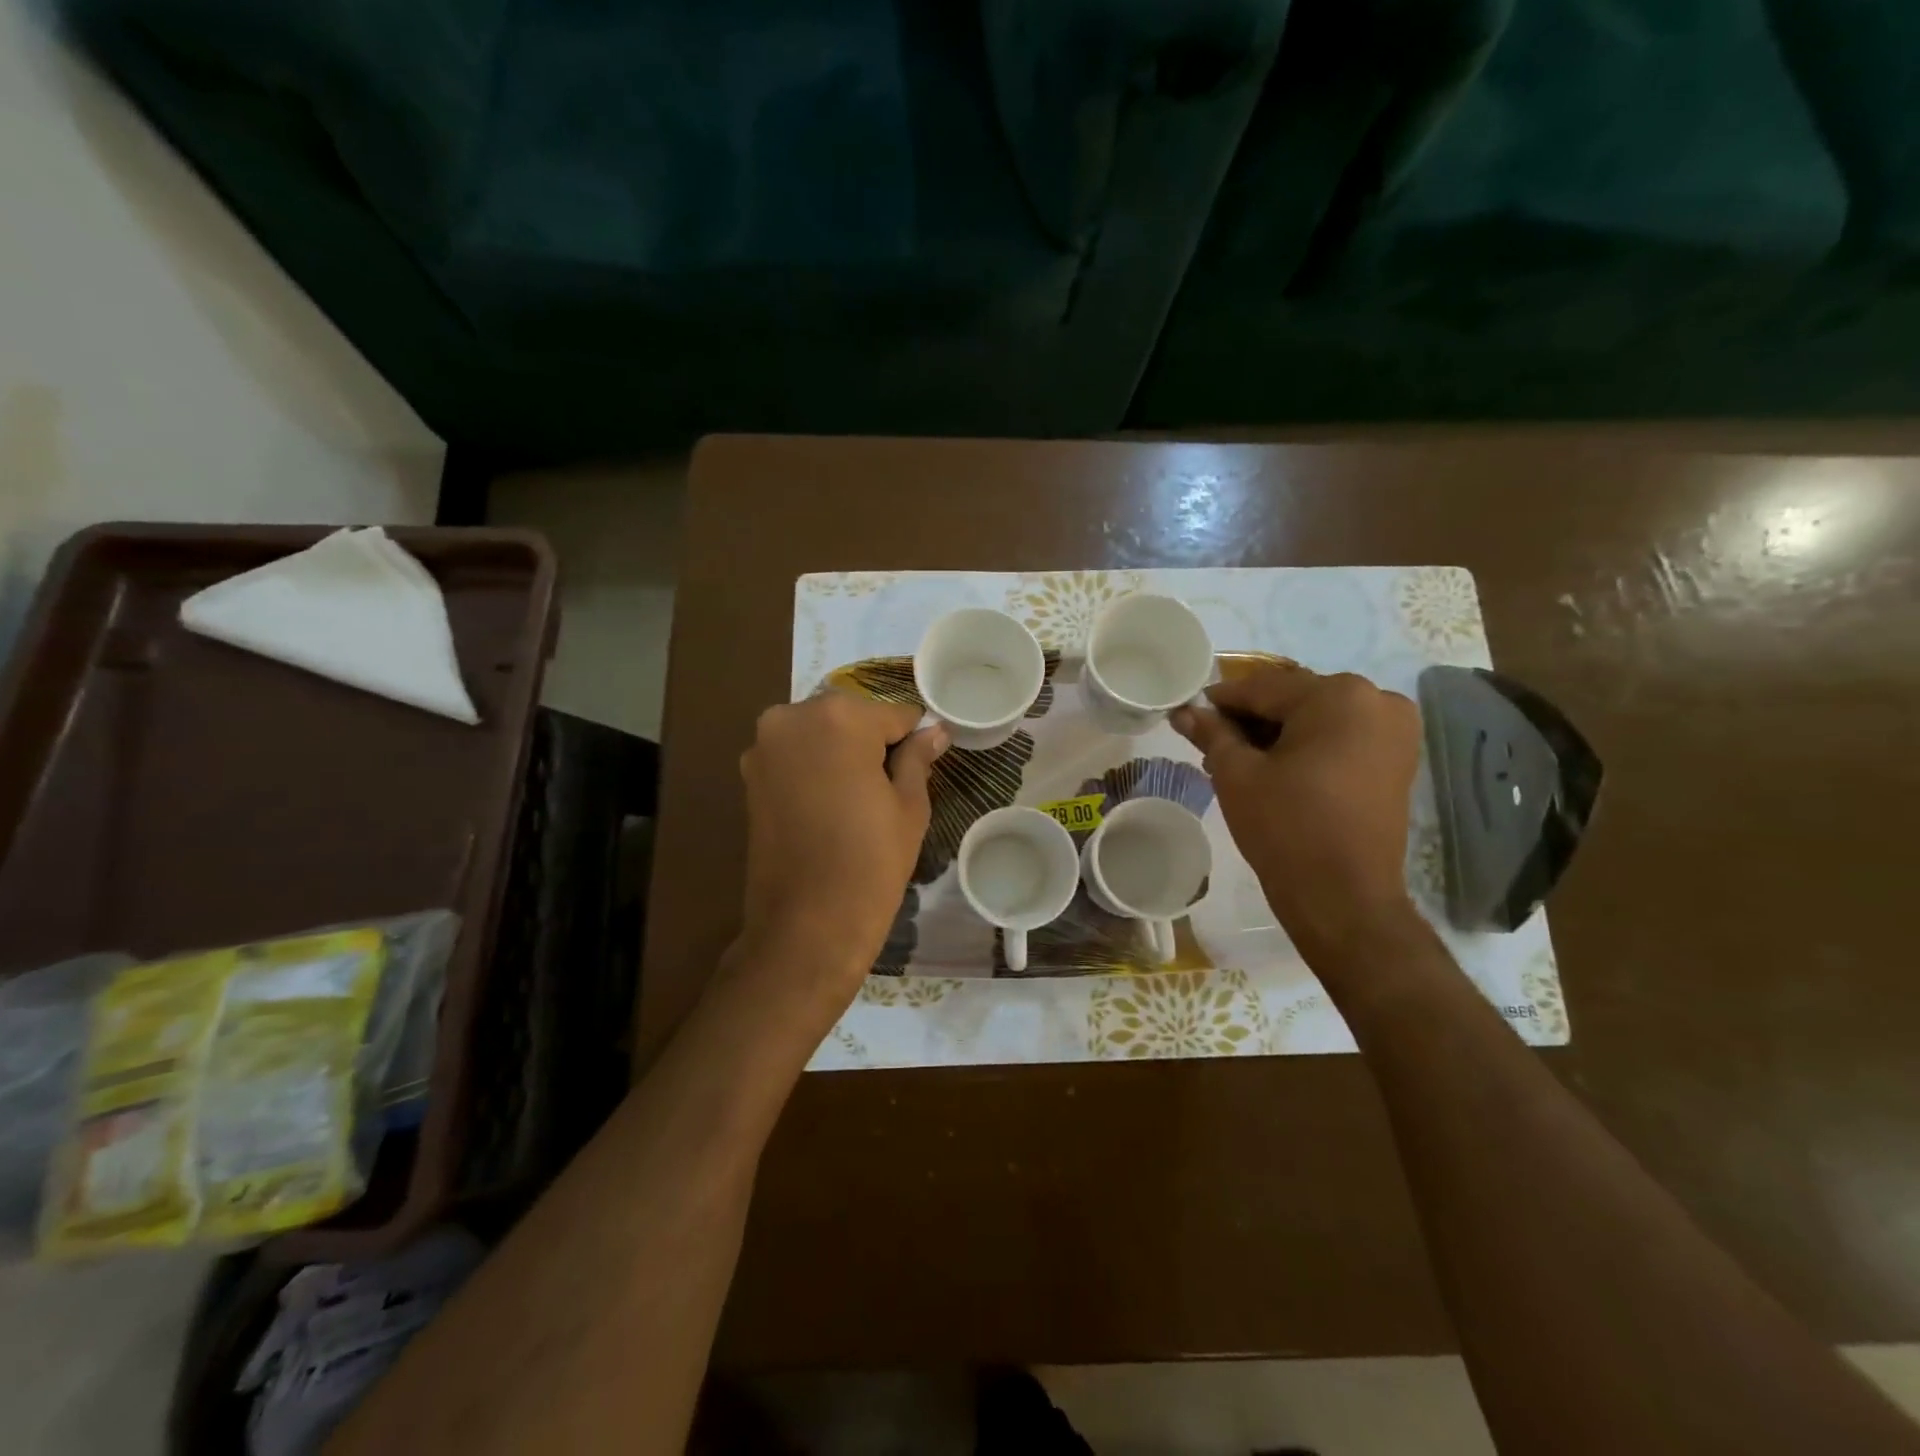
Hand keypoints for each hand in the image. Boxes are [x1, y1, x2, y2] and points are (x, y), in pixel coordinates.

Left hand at [731, 693, 948, 1018]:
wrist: (807, 925)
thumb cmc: (870, 862)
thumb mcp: (909, 805)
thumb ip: (918, 757)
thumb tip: (934, 730)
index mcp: (839, 717)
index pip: (893, 714)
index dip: (913, 739)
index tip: (924, 763)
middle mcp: (792, 717)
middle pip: (850, 717)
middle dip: (872, 742)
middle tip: (891, 785)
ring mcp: (764, 746)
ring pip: (820, 734)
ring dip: (841, 753)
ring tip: (860, 798)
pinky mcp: (749, 775)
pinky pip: (795, 755)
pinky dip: (815, 768)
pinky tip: (831, 805)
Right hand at [1173, 664, 1420, 961]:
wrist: (1343, 897)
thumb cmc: (1285, 827)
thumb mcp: (1236, 774)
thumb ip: (1211, 733)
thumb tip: (1184, 711)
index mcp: (1338, 695)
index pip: (1263, 687)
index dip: (1221, 700)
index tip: (1190, 712)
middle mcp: (1376, 700)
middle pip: (1294, 698)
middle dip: (1252, 718)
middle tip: (1213, 743)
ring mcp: (1395, 730)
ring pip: (1318, 717)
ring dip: (1279, 732)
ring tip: (1241, 759)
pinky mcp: (1399, 759)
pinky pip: (1342, 736)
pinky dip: (1309, 745)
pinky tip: (1278, 768)